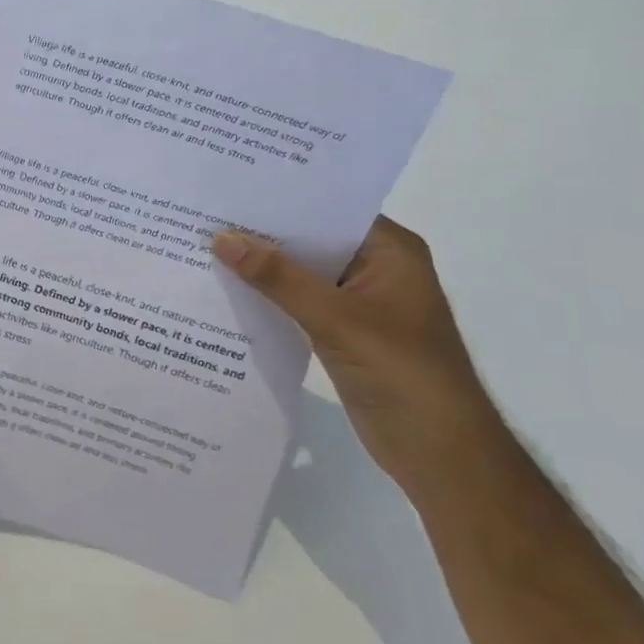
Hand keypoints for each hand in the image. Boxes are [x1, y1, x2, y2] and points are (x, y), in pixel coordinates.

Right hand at [212, 217, 501, 495]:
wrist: (439, 453)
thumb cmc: (402, 373)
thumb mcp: (336, 319)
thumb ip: (278, 278)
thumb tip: (222, 238)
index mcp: (390, 251)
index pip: (329, 210)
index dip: (281, 199)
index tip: (230, 190)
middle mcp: (375, 268)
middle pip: (311, 241)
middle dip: (263, 233)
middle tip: (206, 215)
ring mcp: (358, 302)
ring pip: (300, 273)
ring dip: (261, 267)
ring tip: (205, 246)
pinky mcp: (342, 332)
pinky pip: (297, 303)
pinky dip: (268, 298)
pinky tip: (227, 290)